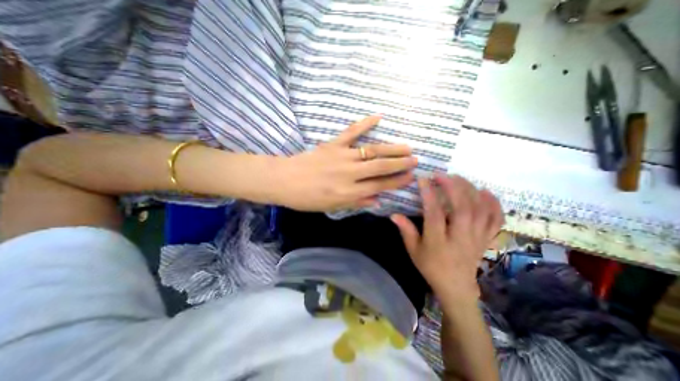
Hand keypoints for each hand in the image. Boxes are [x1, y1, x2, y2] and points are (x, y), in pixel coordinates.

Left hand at [273, 115, 417, 210]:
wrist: (284, 181)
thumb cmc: (307, 198)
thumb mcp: (332, 206)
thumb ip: (356, 203)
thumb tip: (377, 199)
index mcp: (349, 192)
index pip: (380, 185)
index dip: (397, 181)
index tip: (411, 177)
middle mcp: (350, 174)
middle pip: (380, 167)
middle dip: (400, 164)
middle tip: (415, 160)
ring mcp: (342, 156)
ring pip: (372, 151)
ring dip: (391, 148)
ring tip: (407, 147)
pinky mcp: (333, 144)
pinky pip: (351, 132)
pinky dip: (364, 123)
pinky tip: (378, 117)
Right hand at [390, 174, 500, 303]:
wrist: (456, 287)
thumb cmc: (431, 267)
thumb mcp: (414, 250)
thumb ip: (405, 231)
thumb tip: (393, 214)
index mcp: (438, 242)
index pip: (434, 214)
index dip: (429, 194)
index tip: (423, 179)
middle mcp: (460, 238)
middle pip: (462, 208)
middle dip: (453, 187)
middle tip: (442, 175)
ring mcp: (477, 238)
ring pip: (480, 210)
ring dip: (470, 190)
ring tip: (459, 178)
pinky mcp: (486, 239)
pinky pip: (496, 219)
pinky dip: (494, 204)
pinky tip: (485, 192)